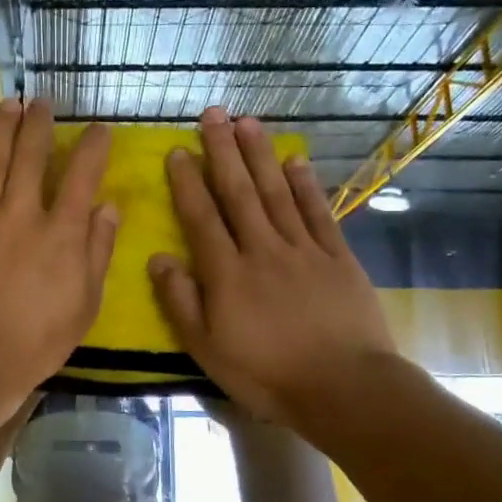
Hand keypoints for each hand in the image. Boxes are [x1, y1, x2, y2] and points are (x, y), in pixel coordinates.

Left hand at [0, 99, 118, 402]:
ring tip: (8, 103)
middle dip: (38, 124)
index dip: (92, 146)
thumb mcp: (85, 303)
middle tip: (41, 101)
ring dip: (0, 129)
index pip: (81, 176)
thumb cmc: (38, 340)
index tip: (98, 129)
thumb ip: (97, 251)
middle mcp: (22, 214)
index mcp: (61, 233)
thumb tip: (108, 207)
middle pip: (31, 157)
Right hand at [148, 108, 397, 430]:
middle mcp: (263, 249)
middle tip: (213, 113)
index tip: (178, 150)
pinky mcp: (337, 258)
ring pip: (277, 193)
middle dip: (223, 151)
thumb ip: (180, 301)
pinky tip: (296, 161)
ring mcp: (303, 250)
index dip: (188, 182)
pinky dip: (306, 185)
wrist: (344, 388)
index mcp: (227, 273)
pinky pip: (319, 213)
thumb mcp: (207, 350)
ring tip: (248, 122)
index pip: (201, 217)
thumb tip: (158, 257)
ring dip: (261, 155)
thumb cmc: (266, 375)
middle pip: (239, 192)